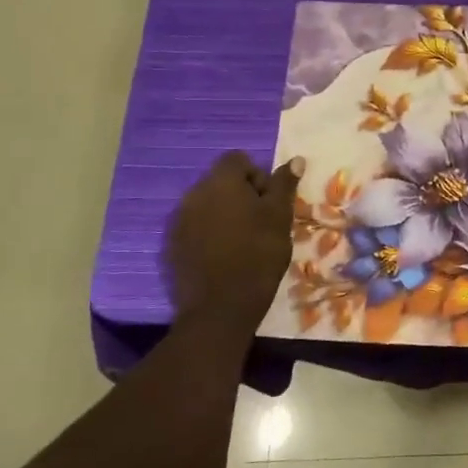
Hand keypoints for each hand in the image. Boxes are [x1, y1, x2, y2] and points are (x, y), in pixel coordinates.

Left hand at [163, 151, 303, 335]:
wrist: (220, 307)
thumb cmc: (258, 255)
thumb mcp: (280, 218)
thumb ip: (284, 186)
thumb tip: (296, 160)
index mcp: (221, 182)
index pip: (239, 160)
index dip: (259, 176)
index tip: (271, 203)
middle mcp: (193, 193)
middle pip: (221, 181)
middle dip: (242, 195)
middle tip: (262, 223)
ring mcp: (179, 220)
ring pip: (208, 205)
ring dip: (226, 214)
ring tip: (244, 241)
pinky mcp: (172, 245)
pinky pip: (195, 227)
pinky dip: (210, 233)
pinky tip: (225, 256)